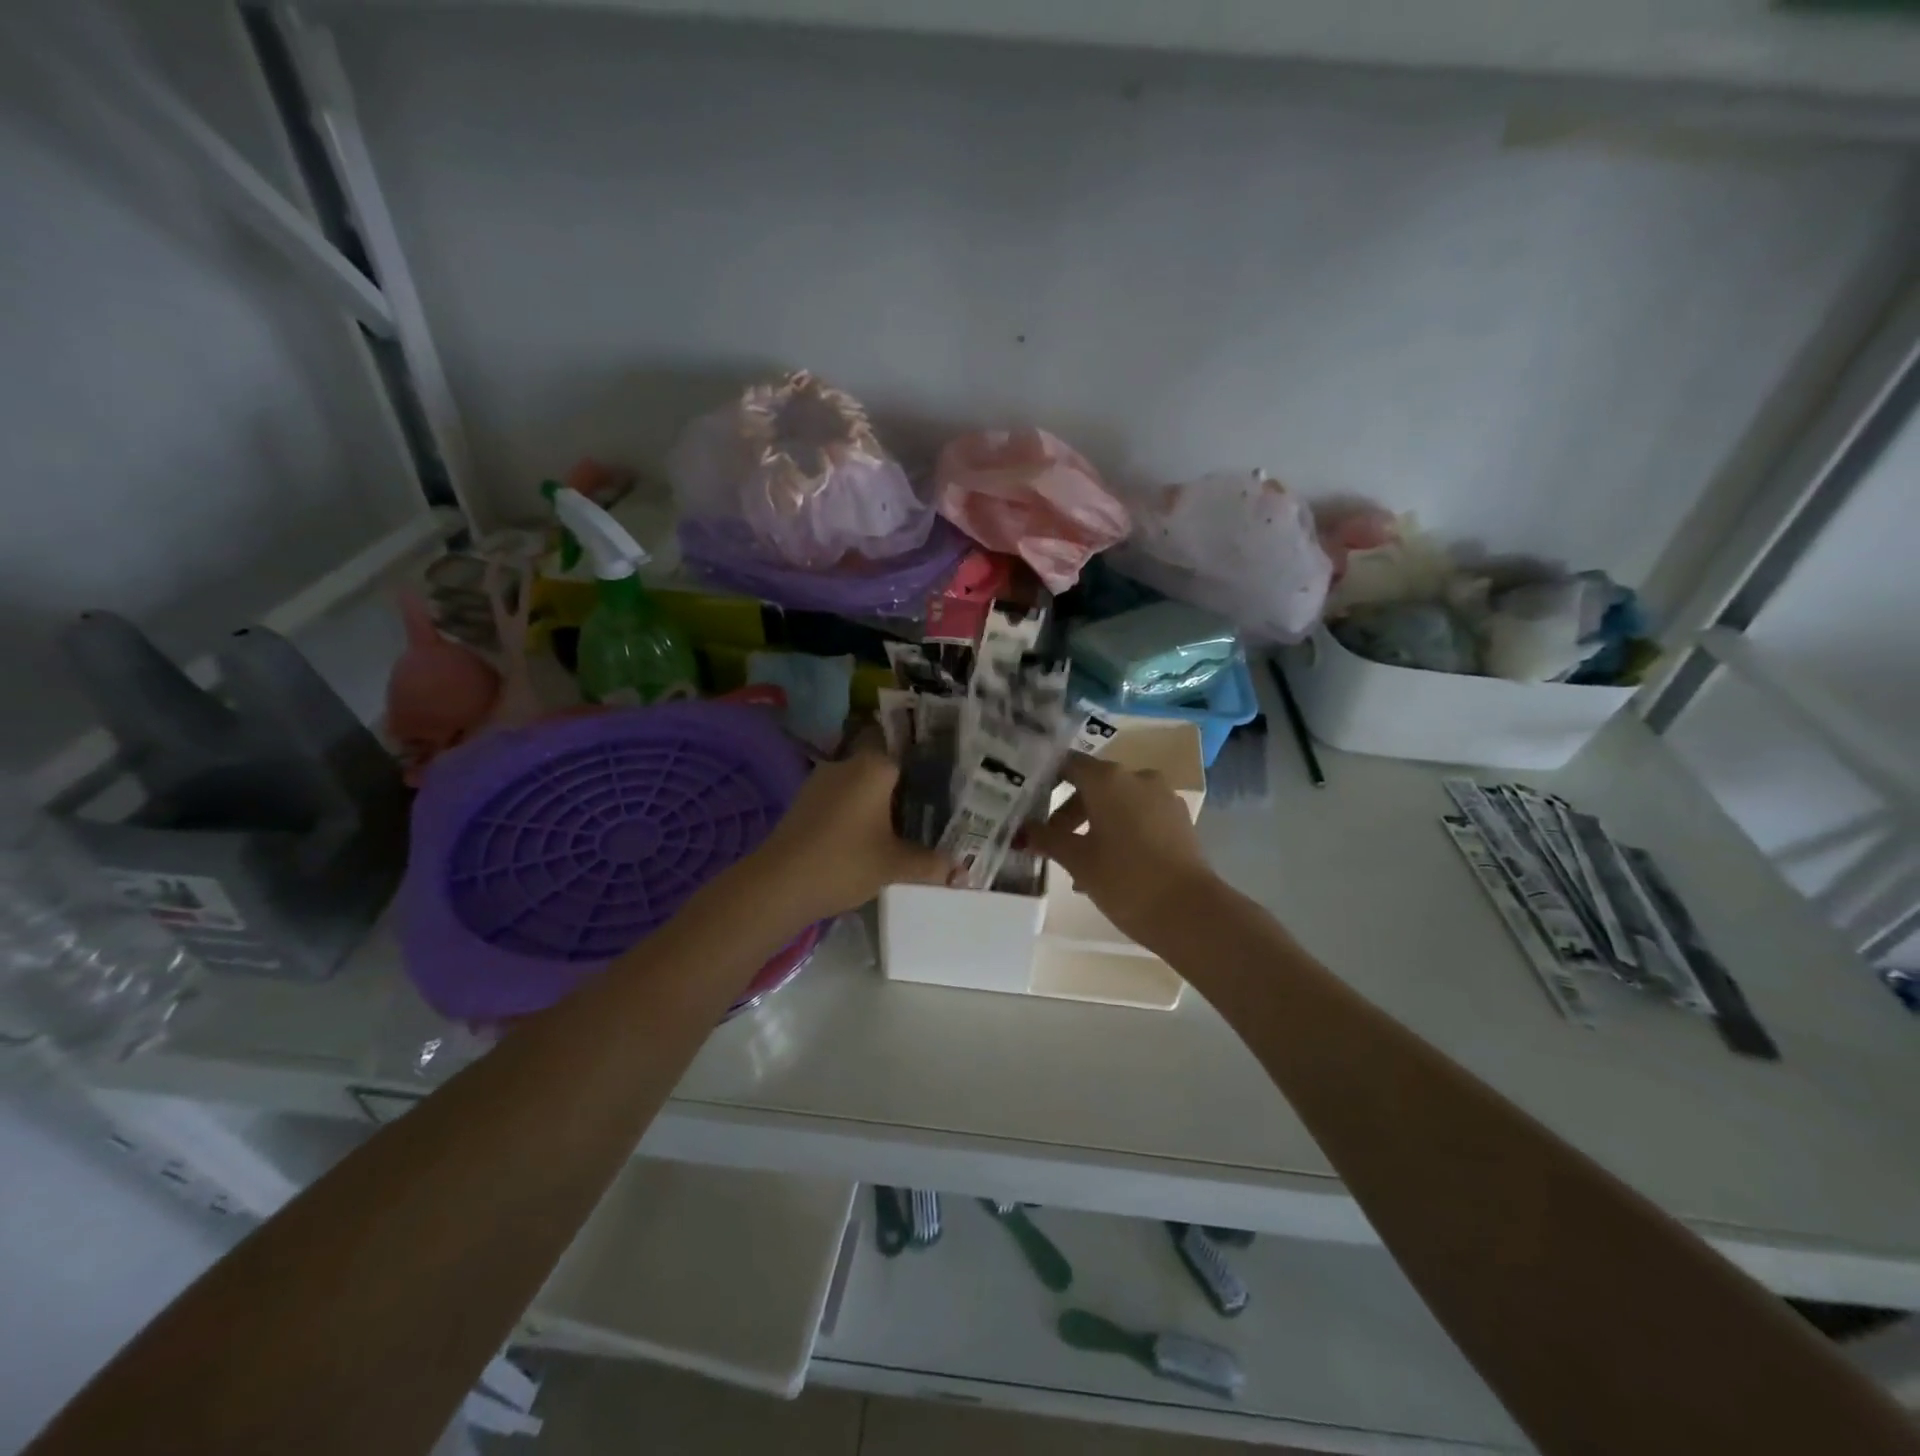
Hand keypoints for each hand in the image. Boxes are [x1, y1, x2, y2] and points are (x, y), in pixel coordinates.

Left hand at [741, 744, 950, 924]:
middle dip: (904, 791)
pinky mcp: (804, 803)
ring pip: (861, 786)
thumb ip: (930, 864)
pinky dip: (856, 815)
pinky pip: (841, 801)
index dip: (928, 770)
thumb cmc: (844, 862)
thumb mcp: (894, 865)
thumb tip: (962, 874)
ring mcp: (821, 782)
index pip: (909, 753)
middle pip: (884, 769)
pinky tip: (867, 839)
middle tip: (929, 814)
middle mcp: (847, 764)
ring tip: (902, 830)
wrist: (778, 884)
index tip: (946, 788)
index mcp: (874, 766)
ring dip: (877, 805)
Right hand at [1028, 753, 1218, 947]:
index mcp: (1108, 779)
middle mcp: (1137, 778)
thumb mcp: (1077, 860)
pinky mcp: (1179, 820)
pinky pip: (1139, 816)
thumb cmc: (1124, 879)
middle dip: (1068, 813)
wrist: (1189, 912)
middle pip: (1093, 785)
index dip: (1045, 779)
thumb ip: (1046, 839)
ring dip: (1094, 826)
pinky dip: (1120, 832)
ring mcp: (1163, 798)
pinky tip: (1109, 866)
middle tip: (1049, 842)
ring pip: (1117, 803)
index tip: (1028, 801)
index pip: (1068, 764)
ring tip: (1078, 864)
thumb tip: (1023, 830)